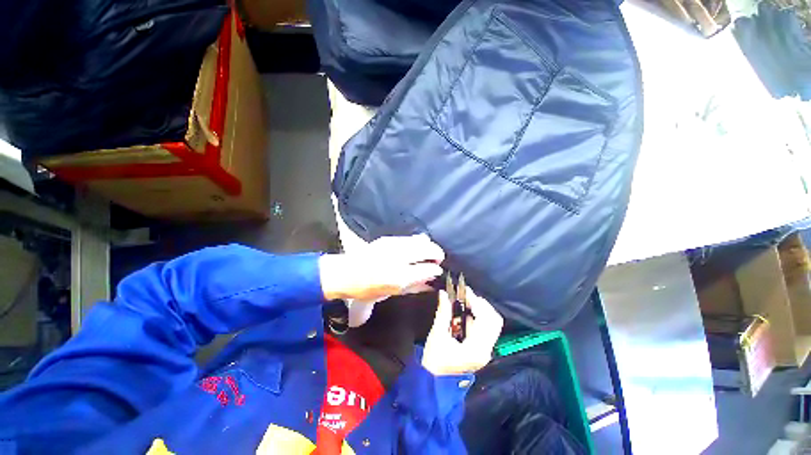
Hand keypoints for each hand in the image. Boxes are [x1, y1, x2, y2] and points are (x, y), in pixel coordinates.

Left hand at [319, 234, 444, 301]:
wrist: (346, 273)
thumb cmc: (368, 289)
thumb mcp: (392, 292)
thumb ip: (414, 286)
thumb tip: (430, 282)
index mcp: (400, 277)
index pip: (427, 269)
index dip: (435, 269)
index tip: (438, 270)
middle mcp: (399, 258)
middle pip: (427, 249)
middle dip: (436, 253)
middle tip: (438, 259)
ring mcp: (393, 246)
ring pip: (419, 240)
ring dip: (428, 246)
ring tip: (430, 251)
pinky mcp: (387, 239)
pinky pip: (409, 238)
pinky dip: (417, 241)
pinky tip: (419, 244)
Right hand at [422, 287, 503, 375]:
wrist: (435, 383)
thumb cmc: (435, 361)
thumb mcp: (437, 334)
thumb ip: (443, 312)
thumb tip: (444, 293)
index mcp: (477, 347)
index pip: (486, 319)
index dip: (476, 302)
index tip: (464, 290)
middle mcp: (486, 349)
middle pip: (493, 320)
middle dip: (481, 304)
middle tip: (466, 295)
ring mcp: (485, 350)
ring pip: (490, 323)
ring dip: (479, 310)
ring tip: (464, 301)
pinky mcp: (480, 349)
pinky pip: (483, 328)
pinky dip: (476, 317)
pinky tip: (463, 312)